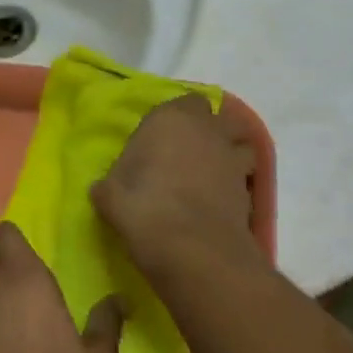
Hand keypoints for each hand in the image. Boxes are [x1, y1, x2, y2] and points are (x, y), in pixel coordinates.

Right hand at [92, 95, 260, 275]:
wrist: (194, 250)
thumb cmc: (144, 209)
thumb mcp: (110, 197)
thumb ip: (109, 186)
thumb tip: (103, 190)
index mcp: (173, 119)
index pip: (185, 101)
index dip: (177, 118)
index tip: (161, 139)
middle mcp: (209, 131)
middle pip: (222, 119)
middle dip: (211, 131)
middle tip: (189, 154)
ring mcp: (234, 161)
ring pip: (241, 146)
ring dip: (229, 156)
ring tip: (210, 177)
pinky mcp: (250, 192)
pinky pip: (244, 181)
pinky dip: (234, 188)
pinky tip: (217, 205)